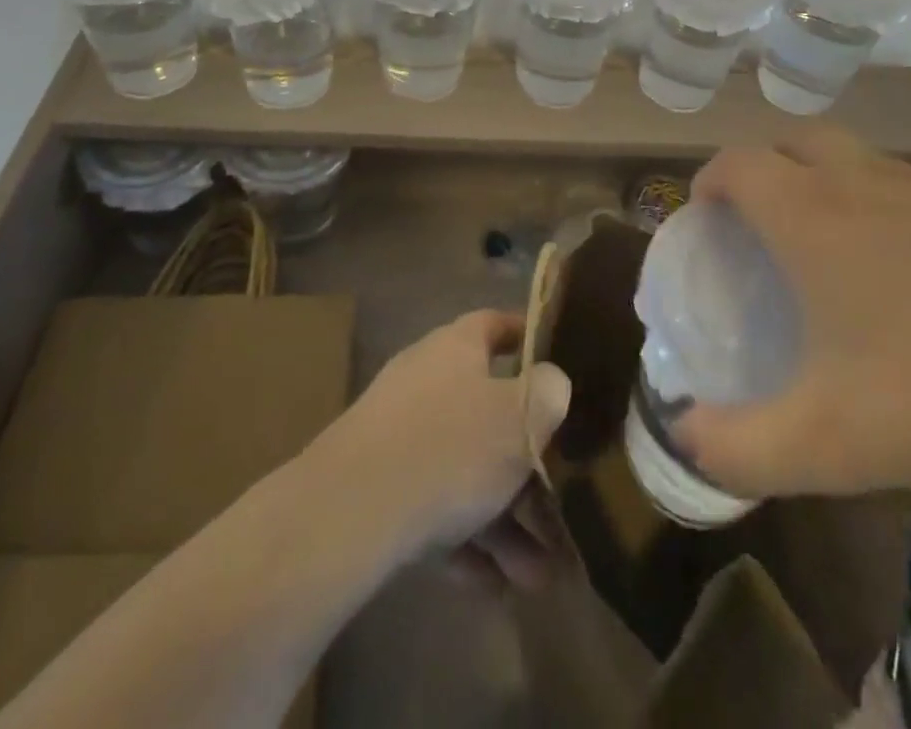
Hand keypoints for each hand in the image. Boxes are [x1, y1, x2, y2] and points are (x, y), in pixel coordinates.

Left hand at [321, 310, 571, 590]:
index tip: (555, 356)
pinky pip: (433, 508)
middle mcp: (425, 382)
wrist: (350, 513)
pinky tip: (493, 586)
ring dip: (503, 520)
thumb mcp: (520, 417)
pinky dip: (464, 542)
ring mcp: (397, 435)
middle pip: (486, 413)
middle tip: (561, 505)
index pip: (493, 325)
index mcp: (454, 348)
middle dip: (526, 464)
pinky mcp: (378, 487)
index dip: (525, 335)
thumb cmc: (449, 446)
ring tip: (536, 575)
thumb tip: (551, 383)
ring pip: (463, 471)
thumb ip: (548, 394)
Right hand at [675, 128, 910, 498]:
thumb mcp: (832, 442)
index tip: (704, 218)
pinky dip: (894, 212)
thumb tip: (683, 438)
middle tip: (763, 224)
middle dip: (764, 168)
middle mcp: (866, 184)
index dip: (708, 181)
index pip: (736, 164)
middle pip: (795, 140)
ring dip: (829, 185)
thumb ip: (741, 449)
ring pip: (860, 161)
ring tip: (838, 256)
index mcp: (813, 216)